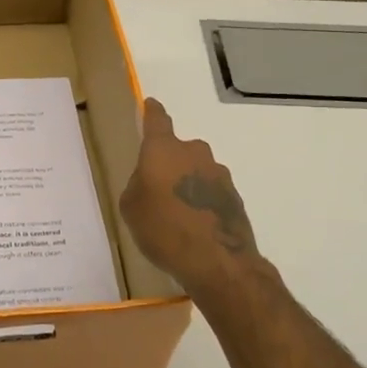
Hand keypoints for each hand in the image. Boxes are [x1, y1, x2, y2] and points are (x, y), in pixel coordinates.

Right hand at [119, 98, 261, 298]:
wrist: (217, 262)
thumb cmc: (163, 229)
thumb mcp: (131, 208)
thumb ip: (138, 185)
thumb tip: (149, 181)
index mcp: (163, 150)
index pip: (157, 120)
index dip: (152, 112)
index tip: (150, 105)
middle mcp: (194, 153)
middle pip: (178, 150)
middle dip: (169, 164)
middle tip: (158, 189)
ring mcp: (219, 174)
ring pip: (197, 171)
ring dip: (188, 184)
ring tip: (178, 214)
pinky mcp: (235, 196)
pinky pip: (211, 192)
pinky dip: (203, 202)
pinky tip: (196, 226)